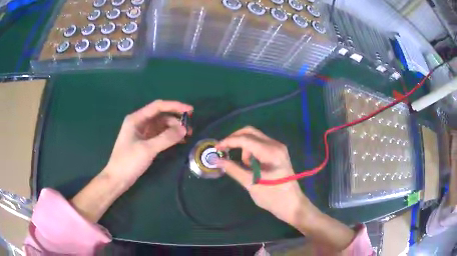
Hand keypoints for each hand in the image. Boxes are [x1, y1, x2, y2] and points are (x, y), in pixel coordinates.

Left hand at [104, 100, 192, 187]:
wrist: (117, 179)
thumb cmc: (128, 161)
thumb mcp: (147, 149)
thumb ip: (166, 138)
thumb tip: (184, 129)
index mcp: (136, 119)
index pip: (158, 106)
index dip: (175, 106)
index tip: (190, 111)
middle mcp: (139, 123)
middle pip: (161, 116)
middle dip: (176, 120)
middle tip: (189, 128)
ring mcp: (142, 133)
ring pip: (161, 126)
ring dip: (174, 129)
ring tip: (187, 136)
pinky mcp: (145, 143)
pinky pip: (160, 135)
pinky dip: (169, 137)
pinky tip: (179, 141)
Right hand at [215, 126, 319, 226]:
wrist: (292, 204)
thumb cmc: (273, 197)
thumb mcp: (251, 184)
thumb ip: (233, 170)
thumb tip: (216, 160)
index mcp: (271, 152)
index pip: (245, 139)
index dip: (228, 141)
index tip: (216, 148)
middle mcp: (275, 145)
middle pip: (250, 132)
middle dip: (234, 139)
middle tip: (223, 150)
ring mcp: (278, 148)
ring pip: (254, 138)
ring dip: (243, 148)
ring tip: (244, 167)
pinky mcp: (277, 153)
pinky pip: (259, 145)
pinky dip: (250, 152)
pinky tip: (251, 166)